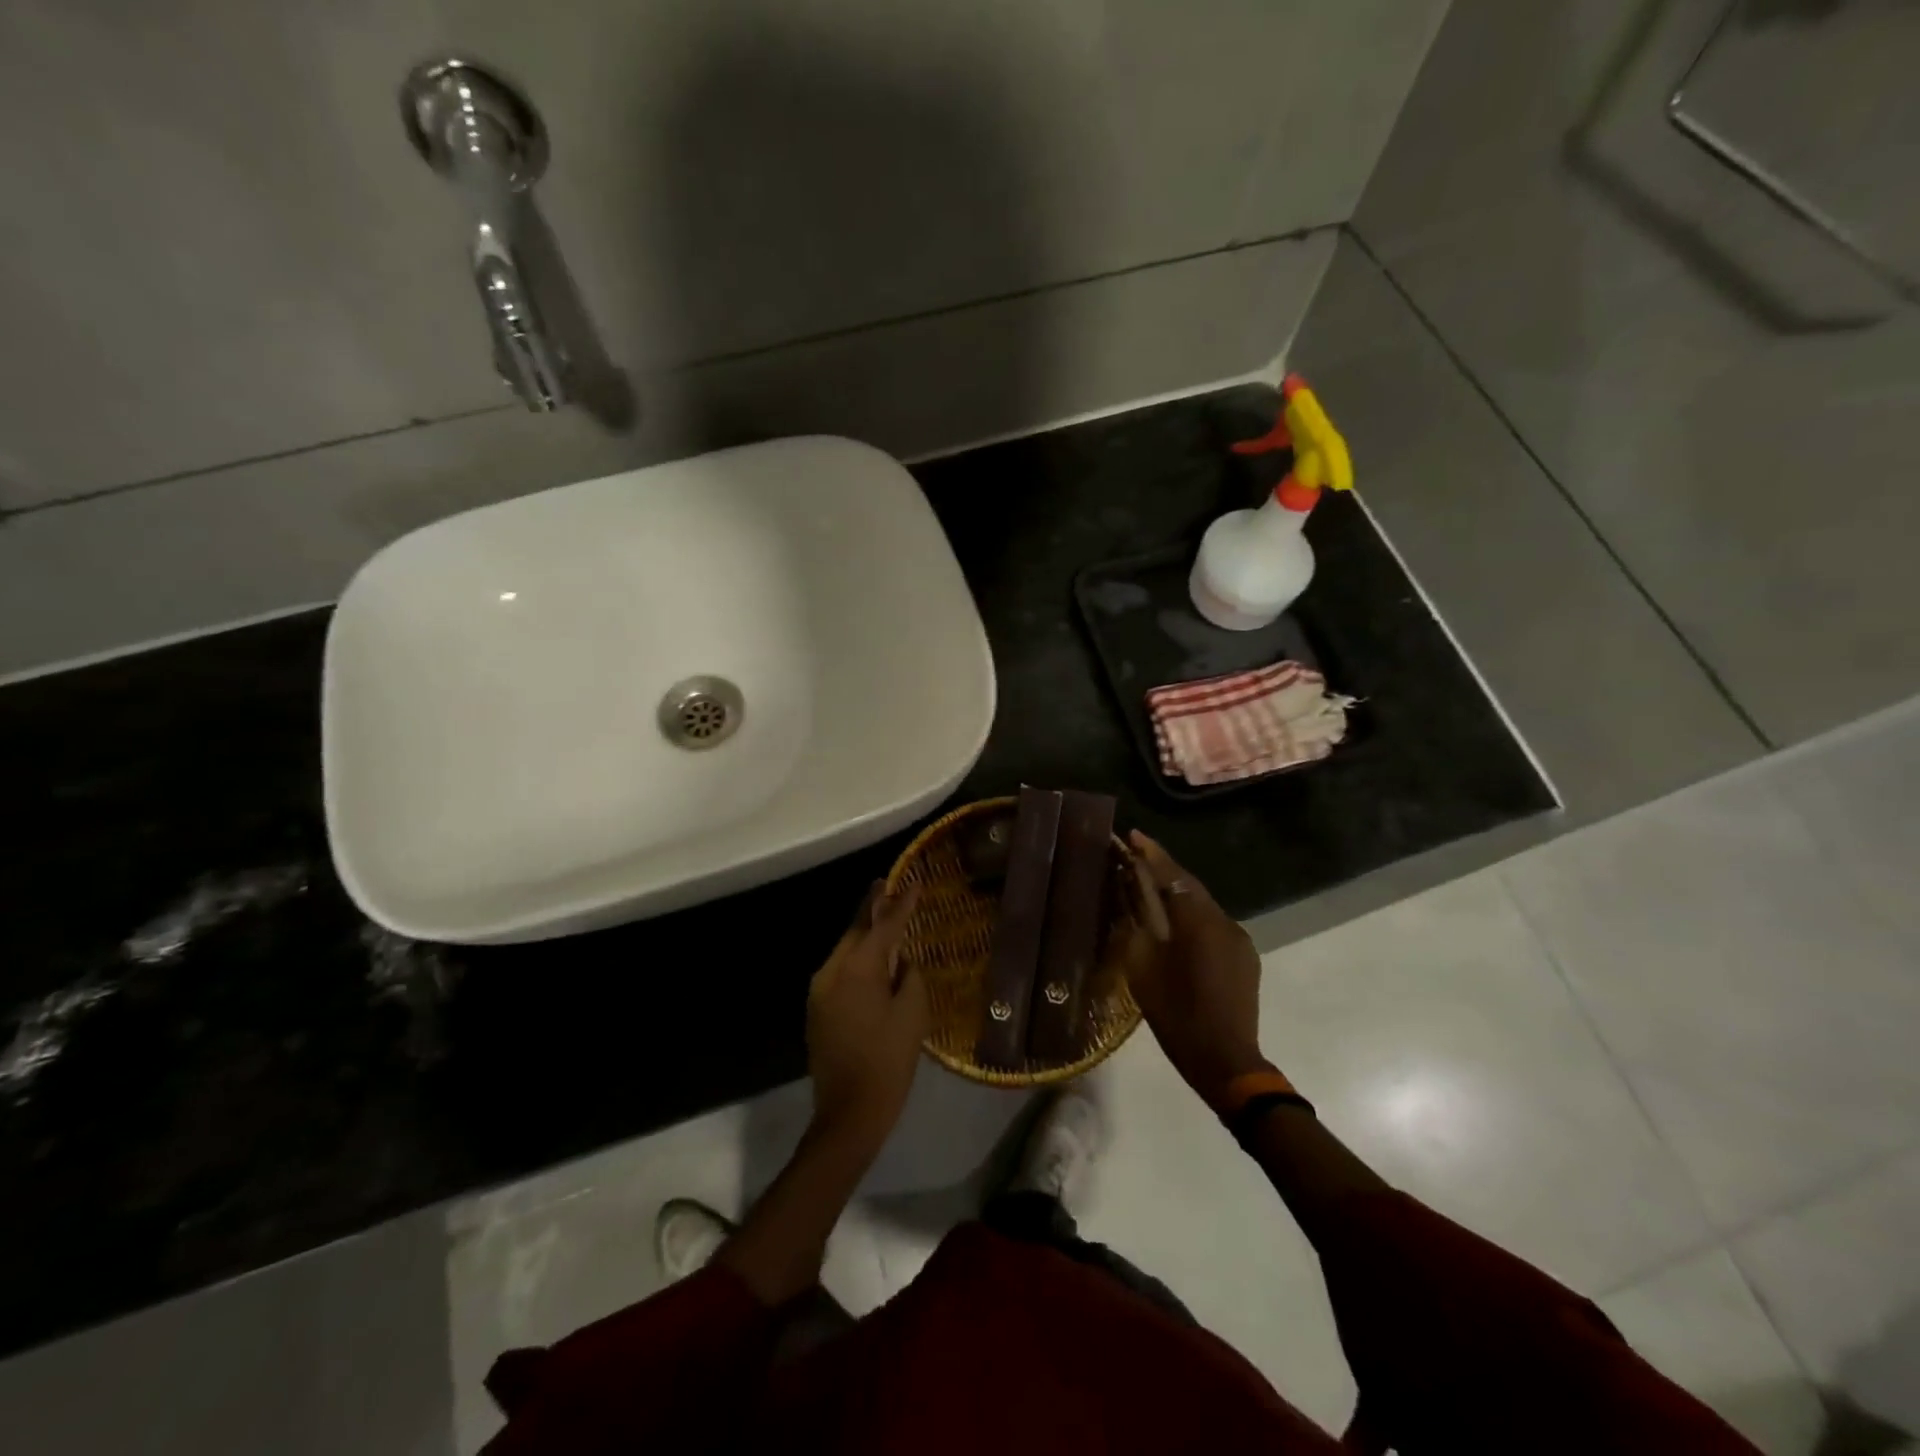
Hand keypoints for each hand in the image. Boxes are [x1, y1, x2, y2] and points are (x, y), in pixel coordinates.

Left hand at [806, 882, 928, 1151]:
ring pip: (846, 950)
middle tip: (890, 887)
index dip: (901, 904)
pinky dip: (858, 959)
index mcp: (857, 969)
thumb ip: (909, 975)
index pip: (883, 926)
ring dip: (865, 935)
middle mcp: (831, 971)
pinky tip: (874, 960)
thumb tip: (901, 960)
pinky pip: (840, 971)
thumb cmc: (888, 1062)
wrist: (848, 1114)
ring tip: (885, 917)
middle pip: (856, 931)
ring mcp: (819, 991)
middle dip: (873, 909)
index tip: (913, 881)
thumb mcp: (913, 1014)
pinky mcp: (817, 1009)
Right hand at [1125, 832, 1270, 1108]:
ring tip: (1150, 887)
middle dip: (1163, 869)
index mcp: (1197, 922)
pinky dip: (1192, 915)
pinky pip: (1213, 924)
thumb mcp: (1143, 969)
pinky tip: (1176, 924)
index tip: (1133, 834)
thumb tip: (1132, 896)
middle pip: (1189, 886)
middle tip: (1135, 855)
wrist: (1226, 1061)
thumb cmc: (1177, 1015)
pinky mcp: (1244, 957)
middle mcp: (1223, 921)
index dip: (1151, 854)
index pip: (1172, 875)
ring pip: (1202, 904)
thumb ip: (1138, 926)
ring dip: (1177, 893)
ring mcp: (1238, 939)